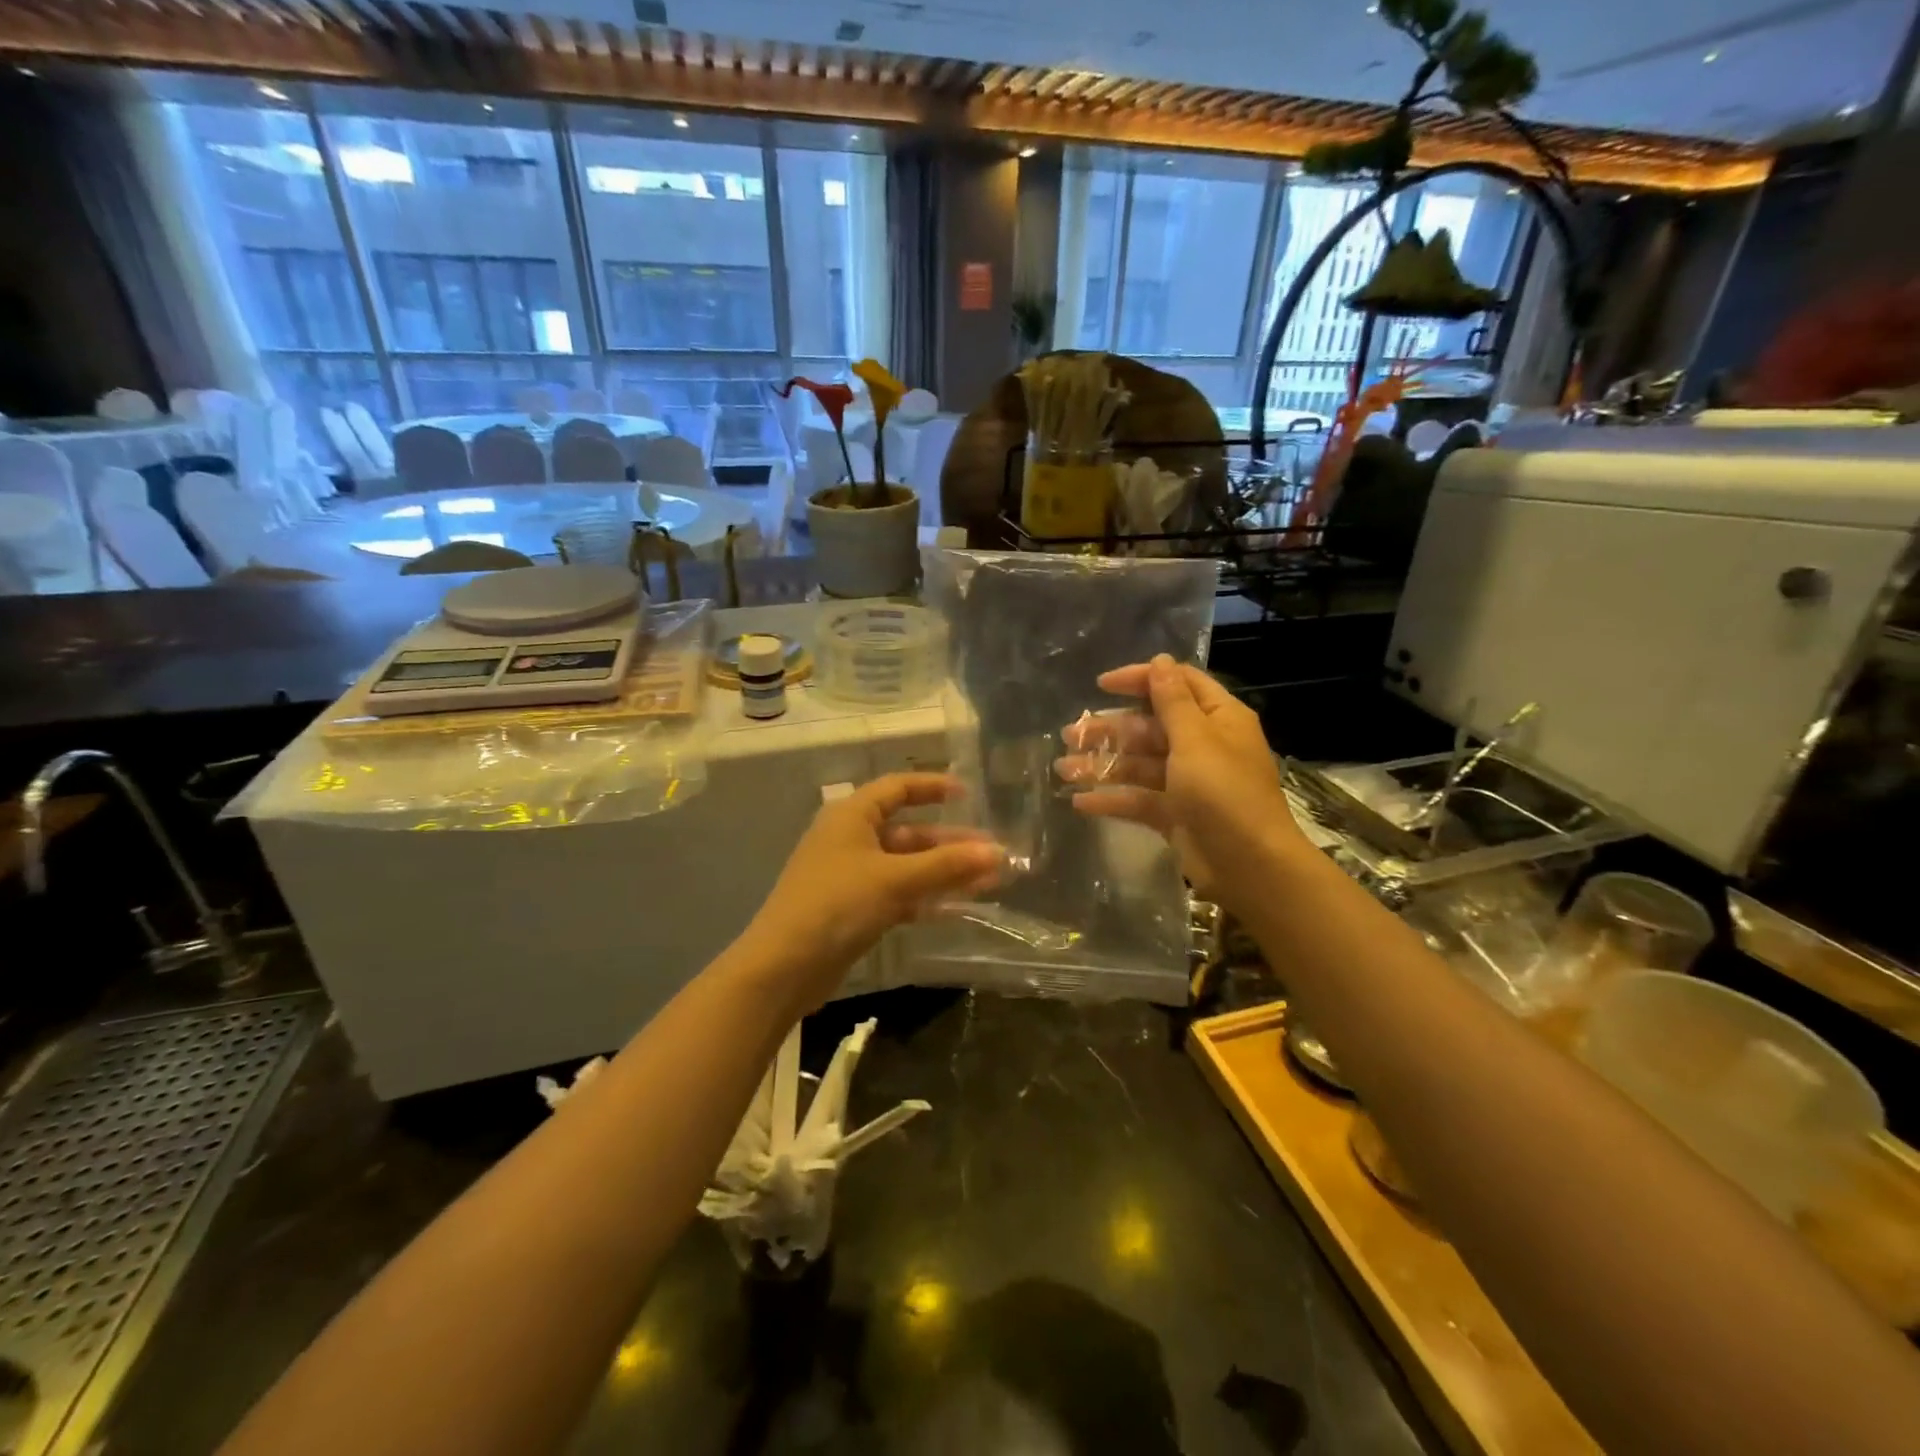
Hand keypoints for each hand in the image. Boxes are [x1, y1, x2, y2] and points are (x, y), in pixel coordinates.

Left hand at [739, 773, 1001, 1004]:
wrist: (783, 968)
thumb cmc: (837, 905)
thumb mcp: (895, 879)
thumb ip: (946, 865)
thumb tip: (998, 852)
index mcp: (852, 816)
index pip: (897, 788)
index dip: (932, 787)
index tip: (969, 794)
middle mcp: (851, 839)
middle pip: (909, 832)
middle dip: (950, 843)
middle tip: (993, 853)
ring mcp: (851, 876)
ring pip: (907, 866)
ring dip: (944, 873)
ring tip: (990, 881)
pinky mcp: (854, 909)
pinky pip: (898, 894)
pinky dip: (926, 898)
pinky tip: (959, 908)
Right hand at [1056, 655, 1298, 911]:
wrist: (1250, 866)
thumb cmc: (1224, 793)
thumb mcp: (1195, 740)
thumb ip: (1172, 701)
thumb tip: (1160, 661)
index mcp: (1217, 718)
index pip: (1176, 685)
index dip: (1140, 680)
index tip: (1101, 685)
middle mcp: (1203, 745)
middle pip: (1150, 726)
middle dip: (1110, 729)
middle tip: (1070, 734)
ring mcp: (1188, 782)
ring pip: (1139, 764)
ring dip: (1103, 764)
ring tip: (1063, 769)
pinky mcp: (1175, 814)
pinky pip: (1138, 799)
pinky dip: (1112, 800)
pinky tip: (1080, 802)